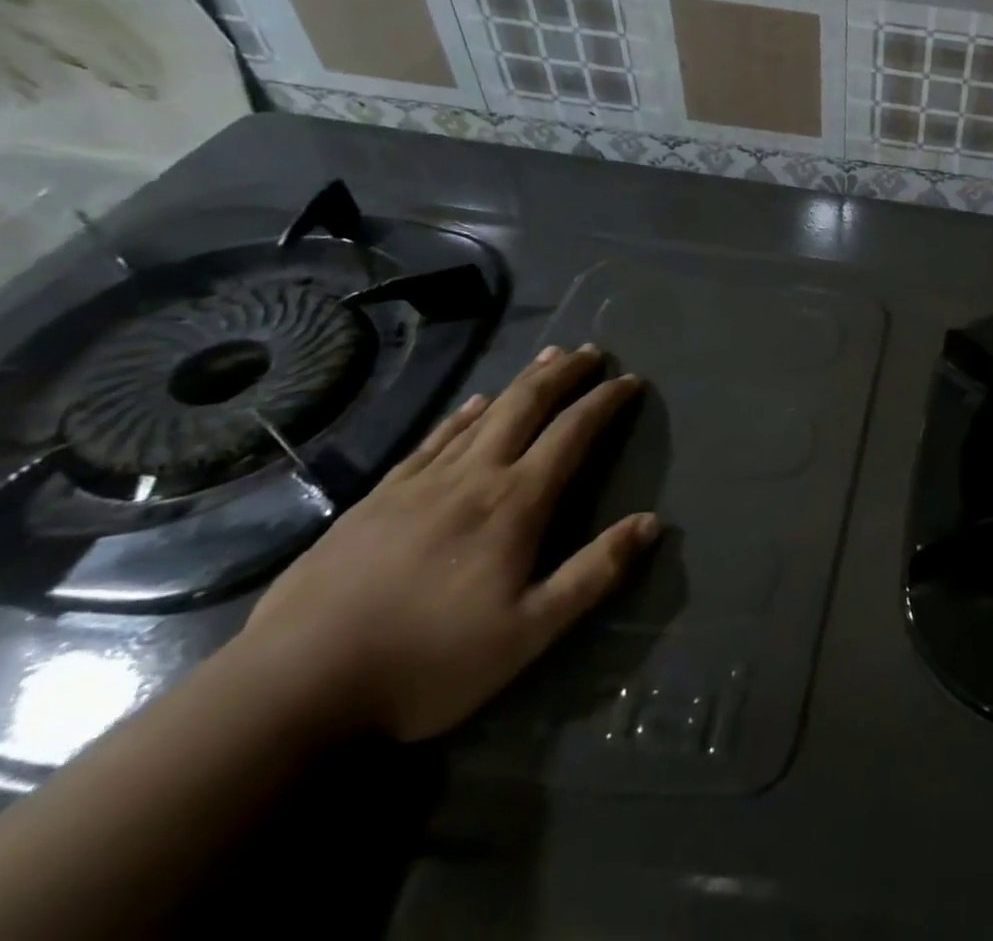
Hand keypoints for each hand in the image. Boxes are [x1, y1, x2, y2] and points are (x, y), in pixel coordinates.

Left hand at [231, 345, 658, 742]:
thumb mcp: (530, 632)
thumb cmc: (428, 662)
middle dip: (564, 374)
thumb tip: (652, 523)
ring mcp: (419, 483)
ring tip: (547, 358)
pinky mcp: (376, 499)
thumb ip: (594, 573)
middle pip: (526, 406)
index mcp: (515, 503)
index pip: (572, 433)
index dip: (605, 401)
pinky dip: (462, 414)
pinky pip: (432, 439)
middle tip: (591, 351)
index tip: (630, 379)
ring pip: (482, 414)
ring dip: (521, 382)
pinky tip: (472, 403)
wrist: (293, 687)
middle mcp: (473, 476)